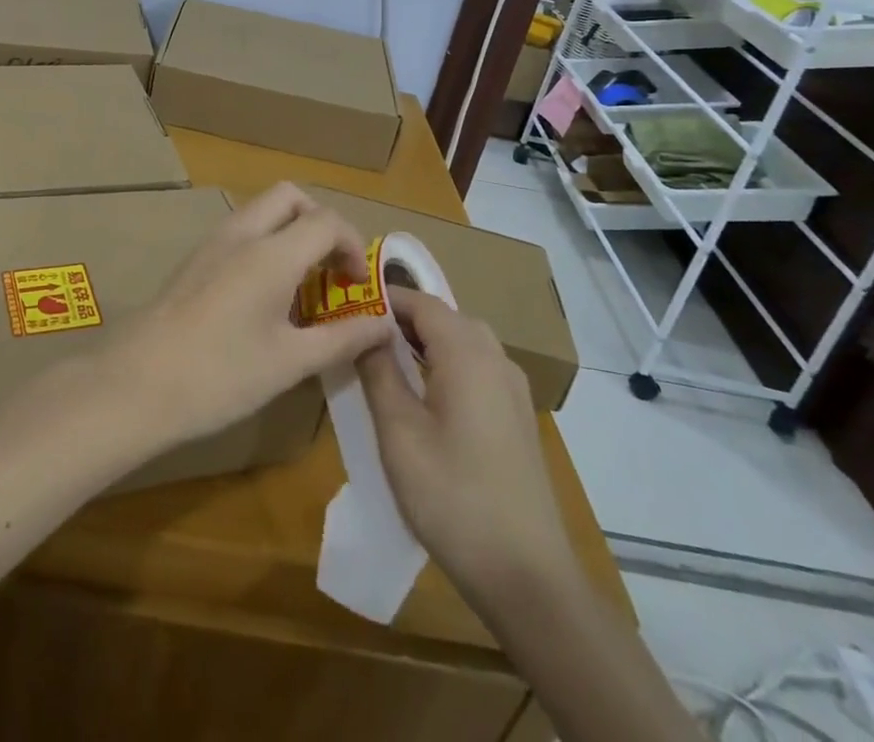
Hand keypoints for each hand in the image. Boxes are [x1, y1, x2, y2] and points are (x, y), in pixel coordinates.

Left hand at [105, 183, 392, 453]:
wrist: (137, 383)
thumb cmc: (220, 375)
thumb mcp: (289, 363)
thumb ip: (342, 338)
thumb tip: (384, 323)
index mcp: (271, 253)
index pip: (326, 221)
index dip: (352, 246)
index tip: (358, 286)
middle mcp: (241, 234)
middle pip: (290, 197)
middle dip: (320, 223)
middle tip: (331, 270)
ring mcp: (212, 243)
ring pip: (261, 212)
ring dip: (291, 233)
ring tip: (301, 288)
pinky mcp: (194, 261)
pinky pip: (240, 233)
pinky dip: (264, 246)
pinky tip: (263, 298)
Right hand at [356, 287, 571, 608]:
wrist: (528, 577)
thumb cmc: (453, 498)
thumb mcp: (399, 433)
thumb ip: (378, 371)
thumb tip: (364, 329)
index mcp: (468, 353)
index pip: (421, 301)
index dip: (382, 298)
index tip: (345, 306)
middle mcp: (496, 359)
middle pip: (444, 317)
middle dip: (401, 319)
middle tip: (359, 335)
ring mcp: (513, 389)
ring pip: (462, 342)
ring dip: (423, 342)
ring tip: (383, 363)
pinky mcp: (517, 417)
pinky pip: (476, 368)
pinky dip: (445, 364)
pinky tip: (422, 397)